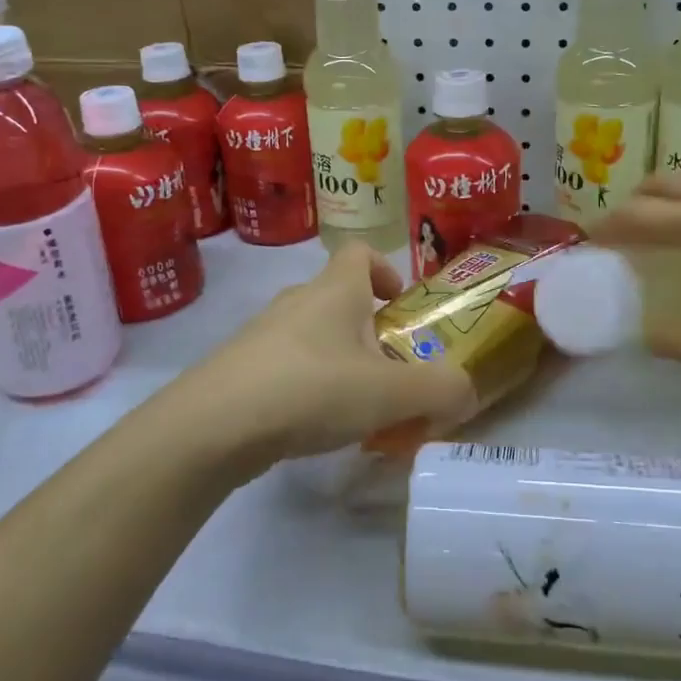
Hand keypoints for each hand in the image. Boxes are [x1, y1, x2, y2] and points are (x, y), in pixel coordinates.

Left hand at [181, 243, 477, 463]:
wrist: (213, 426)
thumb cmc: (312, 388)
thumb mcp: (390, 392)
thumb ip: (439, 390)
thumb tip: (466, 391)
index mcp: (334, 290)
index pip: (359, 251)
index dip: (385, 269)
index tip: (400, 305)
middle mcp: (297, 301)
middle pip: (339, 299)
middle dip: (369, 331)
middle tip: (391, 373)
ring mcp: (263, 334)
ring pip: (313, 336)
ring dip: (340, 362)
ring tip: (357, 410)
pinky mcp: (240, 369)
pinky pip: (287, 367)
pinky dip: (308, 387)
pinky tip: (314, 428)